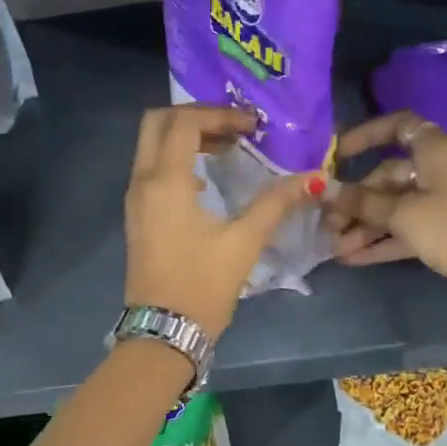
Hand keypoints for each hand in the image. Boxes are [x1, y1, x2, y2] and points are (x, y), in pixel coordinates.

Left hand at [124, 105, 322, 335]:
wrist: (164, 331)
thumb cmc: (203, 285)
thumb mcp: (244, 242)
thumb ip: (276, 204)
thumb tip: (312, 179)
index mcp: (165, 181)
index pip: (184, 122)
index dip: (219, 113)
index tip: (252, 125)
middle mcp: (142, 182)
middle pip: (158, 123)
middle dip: (196, 116)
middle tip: (233, 128)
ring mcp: (134, 199)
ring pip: (151, 145)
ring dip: (185, 137)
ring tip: (227, 149)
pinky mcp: (136, 216)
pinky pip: (151, 169)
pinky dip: (176, 159)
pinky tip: (207, 178)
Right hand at [325, 110, 446, 314]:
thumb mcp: (402, 214)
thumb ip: (361, 202)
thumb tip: (326, 190)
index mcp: (435, 150)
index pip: (399, 126)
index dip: (367, 135)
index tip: (339, 154)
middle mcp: (437, 170)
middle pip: (387, 176)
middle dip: (355, 201)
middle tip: (327, 224)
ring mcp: (440, 201)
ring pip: (393, 206)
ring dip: (363, 226)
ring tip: (334, 248)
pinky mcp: (441, 230)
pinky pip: (404, 229)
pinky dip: (380, 240)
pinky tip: (351, 258)